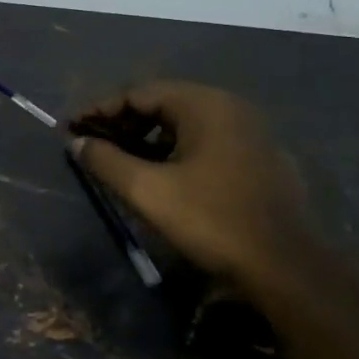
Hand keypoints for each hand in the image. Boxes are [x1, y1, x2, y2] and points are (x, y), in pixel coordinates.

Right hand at [69, 81, 317, 284]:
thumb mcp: (147, 190)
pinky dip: (174, 150)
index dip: (100, 110)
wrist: (286, 266)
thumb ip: (105, 160)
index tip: (72, 128)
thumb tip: (77, 143)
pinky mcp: (259, 158)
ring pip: (184, 124)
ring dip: (146, 138)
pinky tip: (159, 175)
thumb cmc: (211, 220)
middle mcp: (230, 107)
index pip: (139, 93)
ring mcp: (249, 132)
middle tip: (93, 145)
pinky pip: (205, 141)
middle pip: (162, 104)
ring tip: (119, 161)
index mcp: (204, 104)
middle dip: (122, 123)